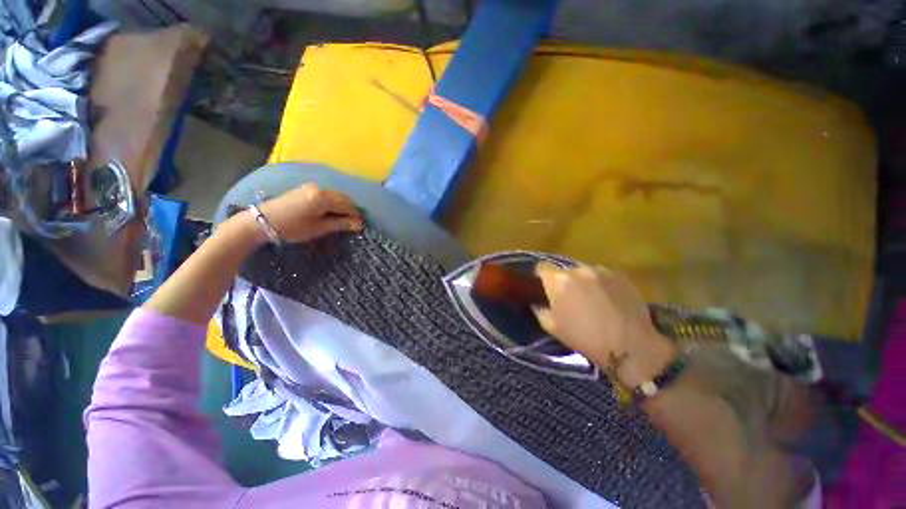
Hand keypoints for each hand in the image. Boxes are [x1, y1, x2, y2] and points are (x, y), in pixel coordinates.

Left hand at [258, 183, 362, 242]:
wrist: (262, 221)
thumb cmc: (293, 227)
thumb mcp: (319, 228)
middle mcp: (320, 188)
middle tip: (355, 223)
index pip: (347, 205)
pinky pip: (327, 194)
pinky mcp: (306, 189)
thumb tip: (359, 225)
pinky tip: (333, 211)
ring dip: (342, 206)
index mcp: (324, 197)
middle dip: (351, 209)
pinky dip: (333, 202)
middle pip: (343, 198)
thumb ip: (340, 224)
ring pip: (335, 195)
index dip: (356, 215)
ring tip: (345, 219)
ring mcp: (312, 187)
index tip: (362, 225)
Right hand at [532, 263, 676, 387]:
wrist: (630, 345)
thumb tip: (536, 303)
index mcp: (558, 281)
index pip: (542, 267)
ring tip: (591, 299)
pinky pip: (602, 275)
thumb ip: (540, 311)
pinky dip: (600, 284)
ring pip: (584, 272)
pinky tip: (607, 299)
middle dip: (564, 281)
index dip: (540, 275)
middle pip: (564, 271)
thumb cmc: (585, 338)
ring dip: (583, 282)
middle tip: (569, 298)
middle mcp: (578, 270)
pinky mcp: (619, 275)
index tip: (542, 285)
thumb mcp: (553, 328)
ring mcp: (600, 270)